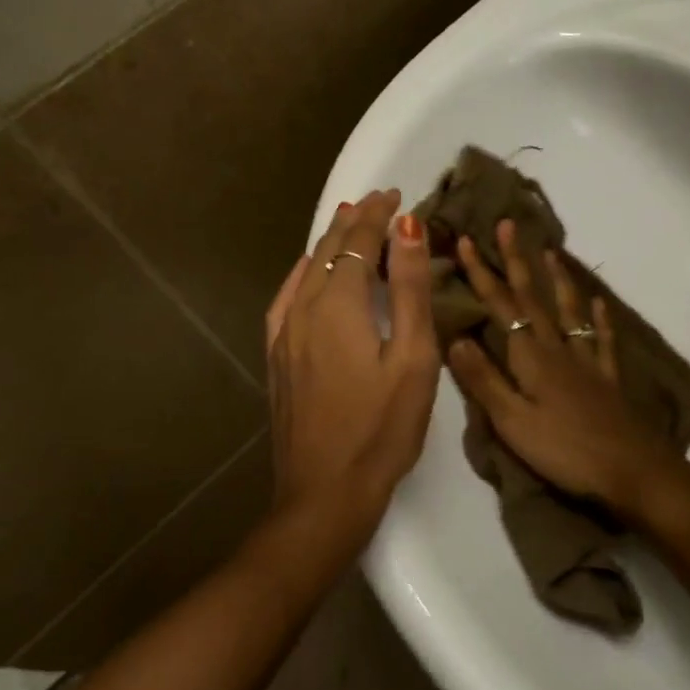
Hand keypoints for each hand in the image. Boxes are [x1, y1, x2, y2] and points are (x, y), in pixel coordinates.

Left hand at [264, 189, 438, 535]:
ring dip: (330, 243)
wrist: (324, 495)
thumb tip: (407, 227)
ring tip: (348, 224)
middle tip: (378, 202)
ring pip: (306, 270)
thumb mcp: (413, 358)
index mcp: (338, 305)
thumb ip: (409, 288)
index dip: (377, 215)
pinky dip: (305, 273)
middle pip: (329, 250)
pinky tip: (308, 275)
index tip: (395, 195)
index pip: (358, 242)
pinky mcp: (277, 357)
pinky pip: (287, 297)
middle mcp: (303, 308)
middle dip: (354, 221)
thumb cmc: (381, 429)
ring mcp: (283, 334)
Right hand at [446, 220, 685, 524]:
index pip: (500, 306)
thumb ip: (483, 380)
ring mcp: (586, 360)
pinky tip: (600, 303)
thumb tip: (455, 337)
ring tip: (551, 252)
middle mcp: (558, 348)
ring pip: (568, 309)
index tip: (469, 239)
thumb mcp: (512, 422)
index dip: (483, 273)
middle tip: (509, 224)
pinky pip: (601, 339)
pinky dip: (599, 319)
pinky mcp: (608, 378)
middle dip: (517, 260)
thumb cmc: (565, 450)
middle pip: (532, 297)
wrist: (632, 471)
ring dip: (557, 279)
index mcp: (531, 356)